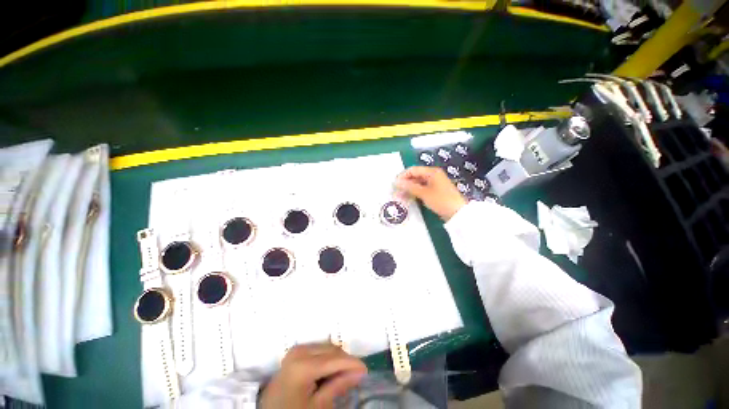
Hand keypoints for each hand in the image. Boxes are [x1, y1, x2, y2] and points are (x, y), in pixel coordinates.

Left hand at [260, 343, 366, 408]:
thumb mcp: (317, 406)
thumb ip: (338, 386)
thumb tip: (359, 372)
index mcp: (303, 365)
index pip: (335, 359)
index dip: (353, 363)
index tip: (366, 371)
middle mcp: (300, 350)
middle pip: (332, 350)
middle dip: (346, 361)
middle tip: (356, 375)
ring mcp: (297, 349)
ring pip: (327, 347)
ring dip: (337, 359)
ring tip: (343, 374)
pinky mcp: (296, 351)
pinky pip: (319, 349)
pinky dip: (328, 357)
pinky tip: (330, 370)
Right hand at [396, 166, 466, 220]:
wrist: (457, 213)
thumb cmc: (441, 200)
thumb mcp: (424, 193)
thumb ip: (409, 187)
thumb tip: (396, 182)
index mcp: (432, 172)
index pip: (413, 170)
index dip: (403, 176)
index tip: (394, 184)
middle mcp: (433, 175)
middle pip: (415, 176)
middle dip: (405, 183)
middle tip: (396, 191)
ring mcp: (434, 183)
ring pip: (417, 183)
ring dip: (409, 188)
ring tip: (400, 196)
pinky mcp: (435, 191)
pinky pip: (421, 189)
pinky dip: (414, 192)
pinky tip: (408, 197)